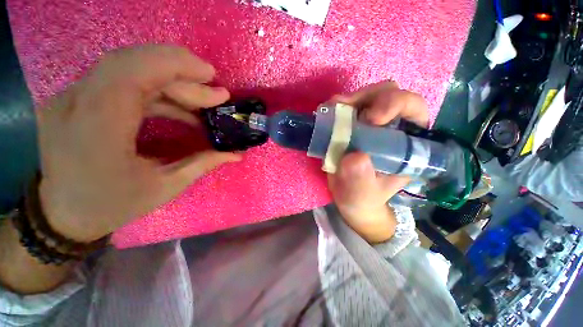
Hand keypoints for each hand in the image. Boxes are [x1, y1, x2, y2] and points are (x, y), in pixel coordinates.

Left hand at [37, 45, 240, 241]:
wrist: (63, 213)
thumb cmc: (112, 205)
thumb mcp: (164, 188)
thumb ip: (202, 164)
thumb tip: (236, 153)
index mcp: (98, 128)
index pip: (133, 73)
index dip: (176, 66)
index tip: (212, 78)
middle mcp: (78, 103)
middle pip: (132, 63)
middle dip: (180, 70)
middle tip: (213, 88)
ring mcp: (73, 97)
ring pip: (128, 67)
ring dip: (172, 79)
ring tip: (202, 99)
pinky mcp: (79, 98)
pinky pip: (123, 81)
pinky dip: (157, 88)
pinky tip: (180, 107)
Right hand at [327, 81, 428, 242]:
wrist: (348, 197)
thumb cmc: (362, 198)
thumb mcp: (362, 195)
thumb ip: (360, 181)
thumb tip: (354, 157)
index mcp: (407, 144)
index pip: (413, 109)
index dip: (395, 104)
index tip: (370, 119)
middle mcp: (392, 128)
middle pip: (389, 94)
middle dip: (368, 98)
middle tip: (344, 109)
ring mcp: (371, 124)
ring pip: (367, 97)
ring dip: (349, 100)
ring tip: (332, 110)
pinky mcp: (353, 125)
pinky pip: (347, 107)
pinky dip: (337, 107)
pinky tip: (327, 113)